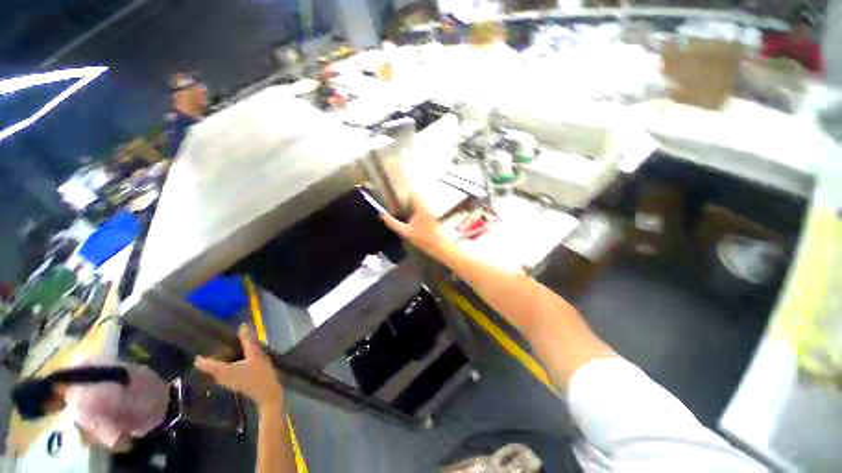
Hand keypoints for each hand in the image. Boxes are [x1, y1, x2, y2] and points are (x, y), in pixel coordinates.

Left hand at [195, 326, 283, 409]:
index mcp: (221, 371)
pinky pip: (224, 368)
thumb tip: (242, 326)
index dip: (199, 351)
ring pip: (217, 366)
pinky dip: (228, 360)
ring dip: (221, 355)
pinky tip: (238, 354)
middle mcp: (219, 376)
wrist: (268, 394)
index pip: (201, 362)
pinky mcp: (233, 380)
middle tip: (218, 337)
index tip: (201, 340)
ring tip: (229, 343)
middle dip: (212, 351)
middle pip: (209, 363)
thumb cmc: (260, 375)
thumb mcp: (256, 355)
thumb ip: (248, 341)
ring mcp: (226, 380)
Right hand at [379, 196, 452, 260]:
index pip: (413, 192)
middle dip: (406, 196)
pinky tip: (409, 214)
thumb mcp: (405, 232)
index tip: (395, 189)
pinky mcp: (431, 216)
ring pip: (419, 202)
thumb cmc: (423, 239)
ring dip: (410, 203)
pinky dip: (414, 208)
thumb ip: (393, 223)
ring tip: (399, 206)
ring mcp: (430, 211)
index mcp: (420, 207)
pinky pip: (421, 208)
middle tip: (394, 199)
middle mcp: (426, 206)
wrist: (440, 246)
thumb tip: (382, 214)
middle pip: (415, 196)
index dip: (404, 189)